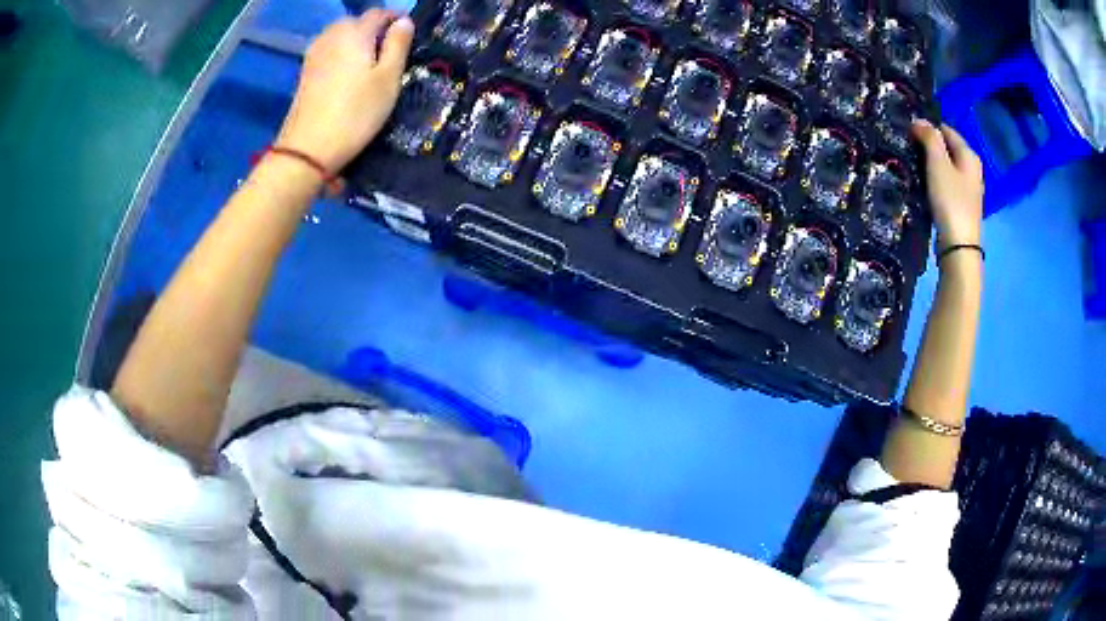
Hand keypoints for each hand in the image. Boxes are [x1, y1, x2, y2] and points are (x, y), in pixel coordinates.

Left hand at [276, 10, 414, 172]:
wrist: (308, 149)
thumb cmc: (356, 113)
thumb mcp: (389, 78)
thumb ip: (398, 44)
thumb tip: (404, 21)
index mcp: (355, 31)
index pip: (379, 13)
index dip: (395, 21)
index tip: (407, 38)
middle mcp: (331, 35)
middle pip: (357, 22)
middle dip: (374, 31)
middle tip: (388, 55)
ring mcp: (314, 53)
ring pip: (341, 37)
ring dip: (356, 44)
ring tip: (368, 66)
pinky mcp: (305, 72)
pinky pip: (329, 52)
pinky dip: (341, 56)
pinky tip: (347, 77)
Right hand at [912, 120, 984, 250]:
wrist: (959, 247)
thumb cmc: (950, 201)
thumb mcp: (938, 164)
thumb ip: (929, 138)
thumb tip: (919, 121)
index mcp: (969, 154)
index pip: (945, 129)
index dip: (927, 128)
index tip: (908, 133)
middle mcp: (972, 169)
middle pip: (947, 148)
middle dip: (930, 146)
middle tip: (909, 149)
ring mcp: (969, 189)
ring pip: (947, 167)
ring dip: (932, 165)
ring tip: (914, 166)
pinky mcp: (962, 205)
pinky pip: (947, 183)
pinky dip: (936, 181)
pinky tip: (925, 186)